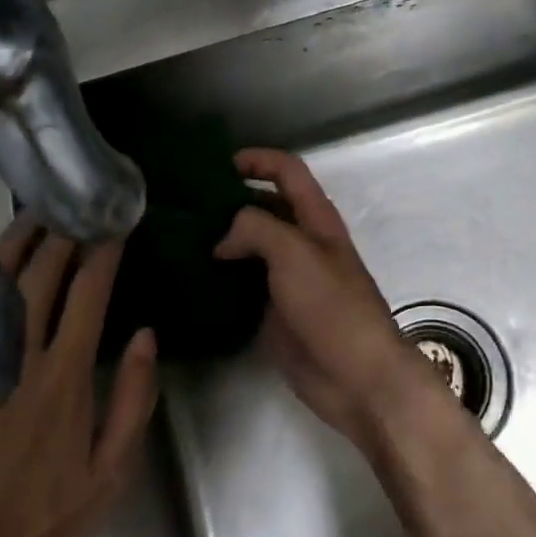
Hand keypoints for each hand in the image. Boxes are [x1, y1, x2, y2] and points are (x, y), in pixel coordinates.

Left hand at [0, 220, 157, 536]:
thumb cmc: (44, 523)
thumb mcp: (110, 473)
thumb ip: (132, 400)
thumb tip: (146, 336)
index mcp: (64, 381)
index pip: (87, 297)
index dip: (102, 256)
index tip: (112, 227)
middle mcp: (17, 364)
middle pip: (37, 281)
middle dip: (57, 237)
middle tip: (70, 207)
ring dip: (10, 248)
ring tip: (28, 217)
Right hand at [215, 148, 449, 453]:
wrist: (356, 376)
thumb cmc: (332, 305)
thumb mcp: (295, 252)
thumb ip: (256, 228)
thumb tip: (223, 238)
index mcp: (316, 219)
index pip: (288, 172)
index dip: (259, 160)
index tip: (219, 165)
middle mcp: (302, 243)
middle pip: (265, 208)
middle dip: (230, 201)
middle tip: (185, 206)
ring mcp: (288, 279)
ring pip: (251, 247)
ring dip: (221, 240)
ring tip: (179, 239)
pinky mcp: (275, 312)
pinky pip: (243, 285)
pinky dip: (220, 279)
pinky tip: (190, 279)